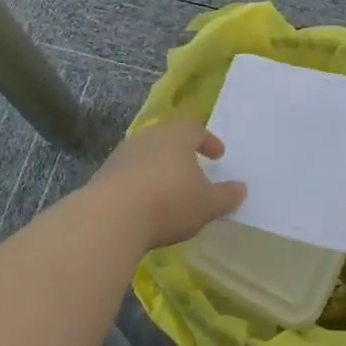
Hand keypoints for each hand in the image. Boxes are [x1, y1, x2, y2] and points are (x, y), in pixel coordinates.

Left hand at [83, 120, 246, 252]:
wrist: (111, 217)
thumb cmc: (168, 203)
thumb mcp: (206, 205)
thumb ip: (225, 196)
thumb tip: (241, 188)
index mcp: (176, 137)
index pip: (195, 128)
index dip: (208, 140)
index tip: (218, 155)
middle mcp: (148, 138)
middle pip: (168, 138)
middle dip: (182, 152)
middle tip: (193, 168)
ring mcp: (123, 154)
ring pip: (147, 154)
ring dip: (159, 168)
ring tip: (169, 188)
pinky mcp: (105, 174)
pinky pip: (129, 172)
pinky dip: (140, 182)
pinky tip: (144, 203)